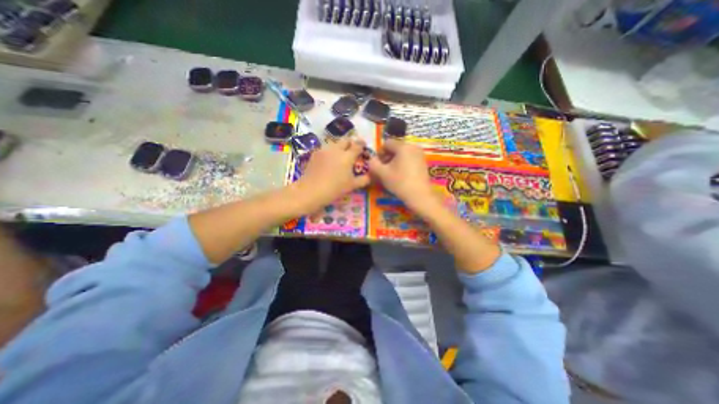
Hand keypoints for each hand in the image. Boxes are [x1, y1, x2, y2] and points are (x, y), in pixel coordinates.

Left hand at [293, 138, 366, 212]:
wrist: (312, 190)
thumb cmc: (335, 188)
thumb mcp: (352, 185)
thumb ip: (364, 179)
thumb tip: (371, 176)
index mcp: (348, 156)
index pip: (357, 145)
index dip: (362, 144)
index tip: (364, 146)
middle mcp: (336, 149)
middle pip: (345, 140)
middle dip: (350, 143)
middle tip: (352, 151)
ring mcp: (324, 150)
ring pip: (334, 143)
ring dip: (339, 147)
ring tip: (340, 156)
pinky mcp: (315, 154)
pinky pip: (325, 149)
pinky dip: (329, 152)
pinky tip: (328, 161)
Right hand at [367, 139, 440, 212]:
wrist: (420, 195)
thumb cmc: (399, 182)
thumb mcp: (382, 173)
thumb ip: (373, 164)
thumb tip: (371, 159)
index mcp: (403, 146)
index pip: (387, 143)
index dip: (379, 153)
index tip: (377, 164)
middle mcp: (413, 146)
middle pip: (395, 148)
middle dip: (387, 157)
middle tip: (383, 169)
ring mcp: (420, 154)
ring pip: (402, 154)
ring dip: (394, 161)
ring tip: (391, 173)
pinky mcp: (423, 162)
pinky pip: (409, 158)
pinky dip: (403, 164)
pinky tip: (400, 175)